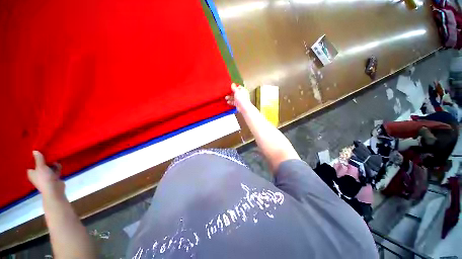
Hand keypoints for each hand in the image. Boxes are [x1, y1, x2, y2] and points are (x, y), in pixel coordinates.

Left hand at [27, 151, 64, 196]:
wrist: (54, 189)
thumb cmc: (44, 178)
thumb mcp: (41, 166)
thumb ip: (38, 158)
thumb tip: (34, 151)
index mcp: (31, 173)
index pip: (31, 164)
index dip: (35, 159)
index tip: (39, 154)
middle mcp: (37, 175)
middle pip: (41, 165)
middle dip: (46, 161)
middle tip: (50, 157)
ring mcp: (45, 177)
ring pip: (49, 167)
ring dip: (53, 164)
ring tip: (56, 163)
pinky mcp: (52, 178)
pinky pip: (54, 171)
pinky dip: (57, 168)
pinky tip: (59, 167)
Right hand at [225, 83, 250, 112]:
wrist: (243, 107)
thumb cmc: (241, 98)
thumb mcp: (237, 91)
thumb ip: (234, 87)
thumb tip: (232, 84)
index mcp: (242, 90)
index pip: (238, 87)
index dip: (233, 87)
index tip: (229, 87)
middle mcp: (241, 94)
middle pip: (235, 93)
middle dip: (230, 93)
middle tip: (226, 93)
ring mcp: (239, 99)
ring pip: (233, 97)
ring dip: (229, 98)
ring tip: (226, 98)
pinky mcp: (238, 104)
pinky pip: (233, 102)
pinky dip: (230, 102)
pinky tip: (228, 102)